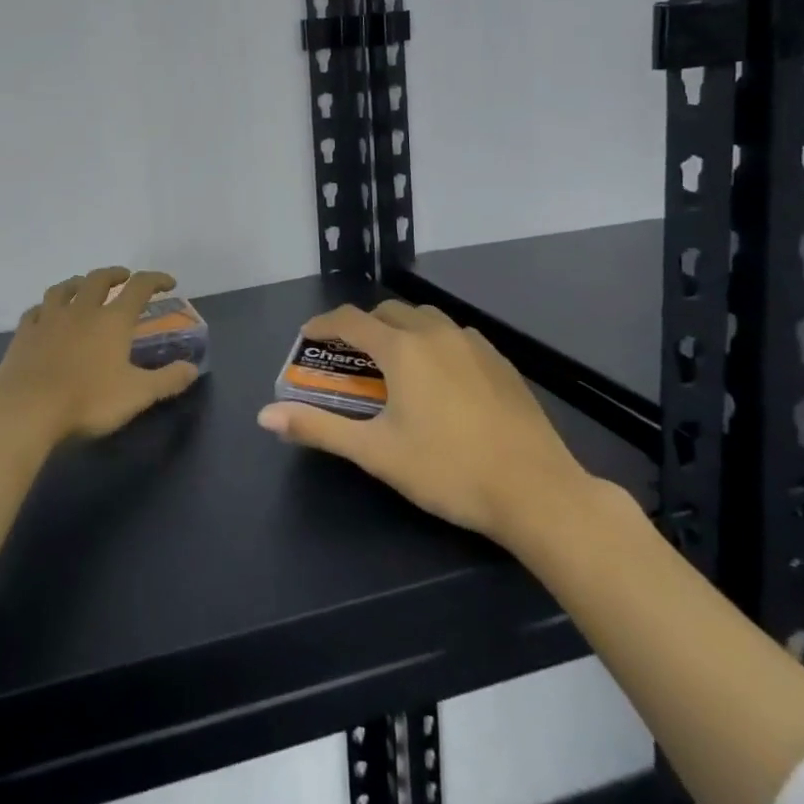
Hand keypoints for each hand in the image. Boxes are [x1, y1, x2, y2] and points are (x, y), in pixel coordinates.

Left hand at [0, 267, 201, 448]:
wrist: (27, 409)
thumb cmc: (88, 400)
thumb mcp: (137, 395)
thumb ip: (167, 380)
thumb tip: (192, 369)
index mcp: (112, 320)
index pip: (138, 288)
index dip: (155, 280)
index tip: (167, 282)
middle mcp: (82, 310)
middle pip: (99, 279)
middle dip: (115, 274)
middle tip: (124, 277)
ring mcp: (49, 318)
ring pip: (64, 288)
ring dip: (78, 282)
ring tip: (84, 286)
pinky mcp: (24, 332)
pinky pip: (36, 309)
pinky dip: (46, 306)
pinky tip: (46, 313)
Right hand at [256, 302, 597, 555]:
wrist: (537, 492)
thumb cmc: (447, 470)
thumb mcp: (375, 453)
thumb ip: (319, 428)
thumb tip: (265, 416)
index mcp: (402, 349)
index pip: (350, 320)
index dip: (323, 325)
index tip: (308, 339)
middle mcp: (435, 333)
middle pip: (387, 312)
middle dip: (362, 327)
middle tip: (350, 359)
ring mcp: (473, 344)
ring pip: (425, 319)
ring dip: (400, 330)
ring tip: (394, 365)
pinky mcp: (500, 361)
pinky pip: (454, 335)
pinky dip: (433, 343)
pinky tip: (440, 379)